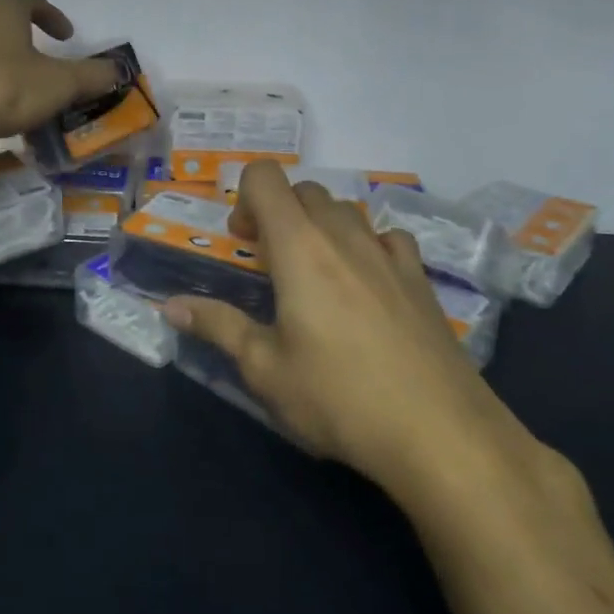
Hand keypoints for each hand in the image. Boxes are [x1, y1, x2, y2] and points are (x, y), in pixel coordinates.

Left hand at [0, 0, 122, 145]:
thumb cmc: (1, 88)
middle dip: (27, 35)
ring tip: (21, 81)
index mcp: (4, 9)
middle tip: (45, 56)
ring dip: (5, 56)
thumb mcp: (58, 84)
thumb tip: (117, 70)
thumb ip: (91, 76)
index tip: (67, 37)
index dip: (54, 16)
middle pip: (5, 18)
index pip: (34, 0)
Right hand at [162, 163, 539, 502]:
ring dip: (320, 226)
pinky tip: (366, 285)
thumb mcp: (264, 369)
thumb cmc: (339, 398)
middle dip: (278, 212)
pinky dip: (367, 245)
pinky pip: (388, 238)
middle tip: (269, 261)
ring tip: (315, 274)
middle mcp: (344, 236)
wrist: (443, 436)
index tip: (242, 241)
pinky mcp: (421, 281)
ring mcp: (389, 256)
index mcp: (299, 247)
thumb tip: (170, 307)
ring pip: (347, 210)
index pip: (266, 178)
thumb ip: (217, 327)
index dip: (245, 196)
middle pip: (305, 191)